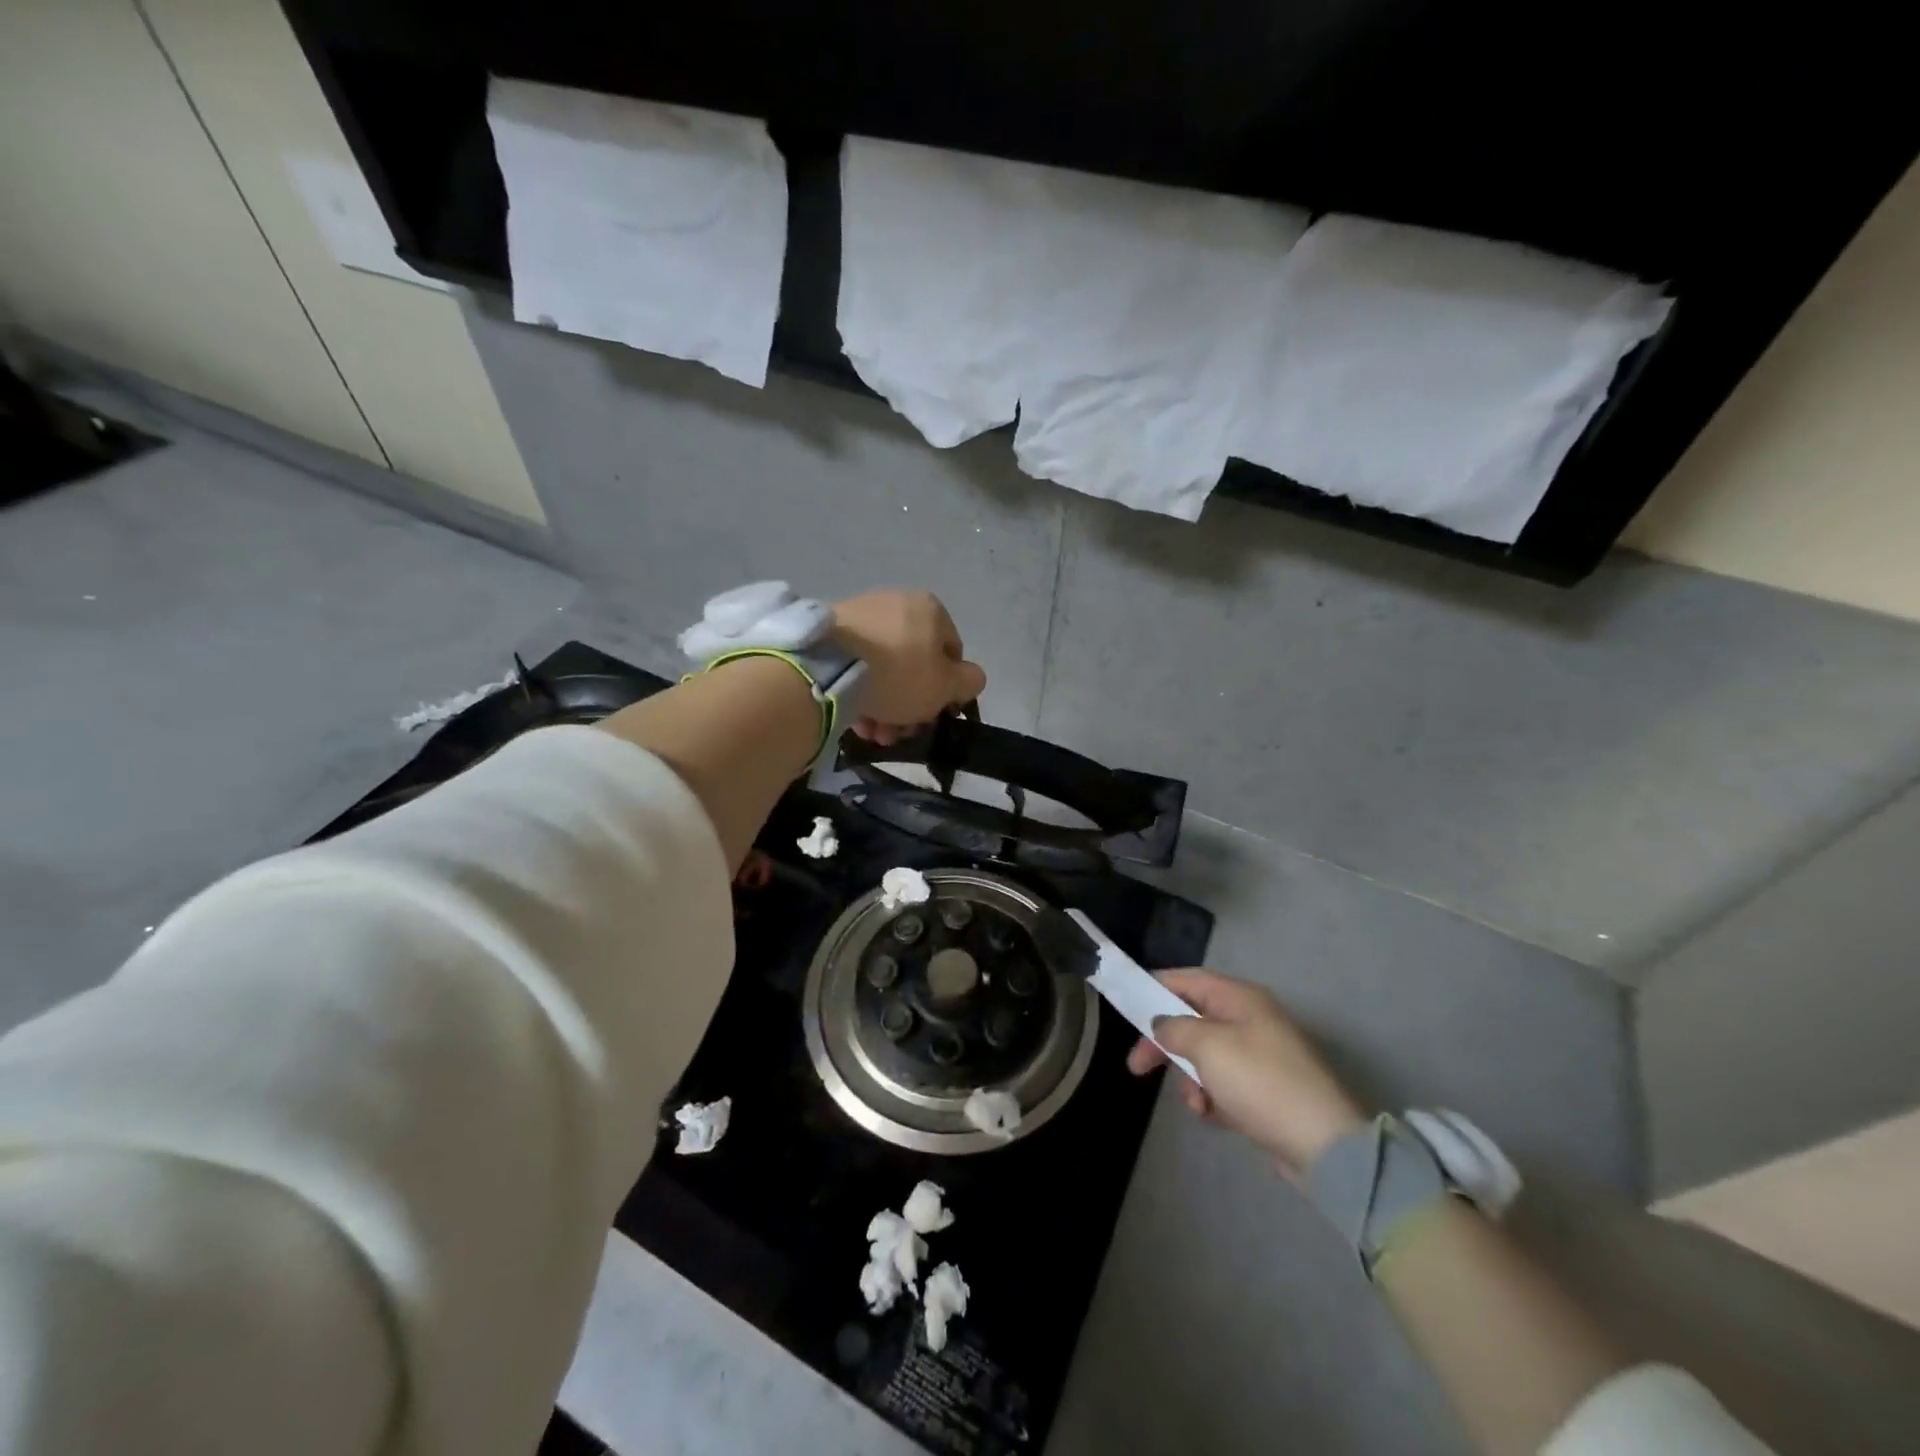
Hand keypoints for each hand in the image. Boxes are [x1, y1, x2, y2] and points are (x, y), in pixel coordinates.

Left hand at [832, 591, 985, 745]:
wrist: (829, 665)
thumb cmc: (899, 673)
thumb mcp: (946, 686)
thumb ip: (968, 682)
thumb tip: (971, 678)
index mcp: (930, 608)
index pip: (951, 652)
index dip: (947, 689)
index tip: (933, 716)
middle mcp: (896, 603)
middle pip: (914, 664)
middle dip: (910, 704)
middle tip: (900, 733)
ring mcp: (860, 615)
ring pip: (883, 668)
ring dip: (885, 705)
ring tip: (874, 733)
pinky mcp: (830, 631)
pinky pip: (855, 666)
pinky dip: (859, 692)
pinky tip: (855, 719)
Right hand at [1127, 970, 1366, 1177]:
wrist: (1323, 1146)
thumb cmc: (1260, 1081)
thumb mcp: (1207, 1046)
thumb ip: (1174, 1028)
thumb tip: (1161, 1023)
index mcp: (1241, 999)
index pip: (1189, 980)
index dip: (1156, 987)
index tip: (1127, 1004)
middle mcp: (1251, 1020)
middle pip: (1193, 1021)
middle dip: (1166, 1044)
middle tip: (1137, 1066)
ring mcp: (1260, 1057)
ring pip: (1205, 1057)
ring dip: (1191, 1078)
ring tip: (1196, 1103)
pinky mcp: (1266, 1092)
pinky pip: (1224, 1085)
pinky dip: (1212, 1098)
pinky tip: (1213, 1116)